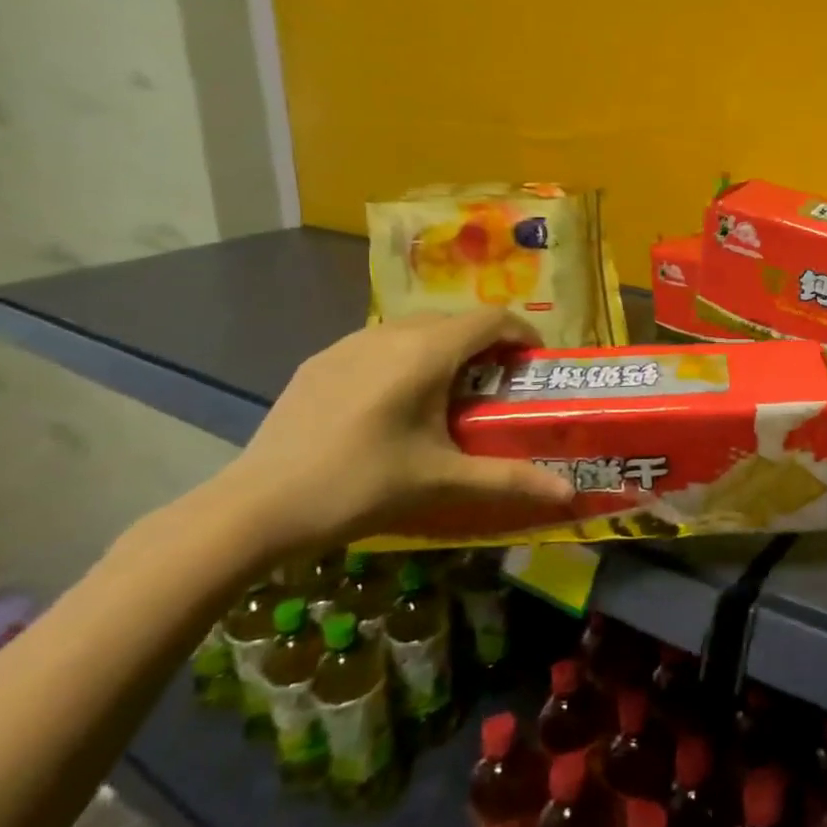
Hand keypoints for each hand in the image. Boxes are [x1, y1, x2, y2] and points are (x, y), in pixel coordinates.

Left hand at [207, 308, 569, 555]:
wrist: (256, 507)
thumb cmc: (360, 485)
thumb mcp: (442, 481)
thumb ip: (510, 480)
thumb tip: (570, 494)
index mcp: (427, 352)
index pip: (492, 319)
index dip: (522, 335)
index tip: (534, 365)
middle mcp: (391, 333)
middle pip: (455, 322)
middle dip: (485, 346)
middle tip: (496, 387)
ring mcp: (349, 344)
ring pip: (415, 330)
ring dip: (444, 351)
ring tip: (446, 396)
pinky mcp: (320, 361)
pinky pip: (379, 345)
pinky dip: (404, 360)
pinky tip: (391, 406)